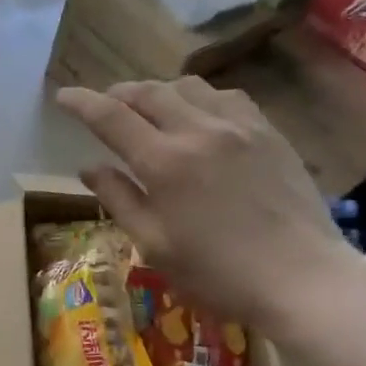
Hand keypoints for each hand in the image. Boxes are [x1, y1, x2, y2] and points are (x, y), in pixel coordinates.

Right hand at [54, 78, 356, 331]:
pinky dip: (200, 98)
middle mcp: (198, 131)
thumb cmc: (217, 273)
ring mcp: (239, 127)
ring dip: (158, 91)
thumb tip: (88, 167)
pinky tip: (199, 116)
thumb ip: (119, 199)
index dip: (81, 103)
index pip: (111, 117)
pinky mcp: (269, 132)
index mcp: (163, 162)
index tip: (63, 96)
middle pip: (148, 92)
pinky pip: (226, 97)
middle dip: (118, 93)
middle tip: (104, 104)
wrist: (302, 278)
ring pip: (188, 87)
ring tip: (149, 108)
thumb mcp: (154, 244)